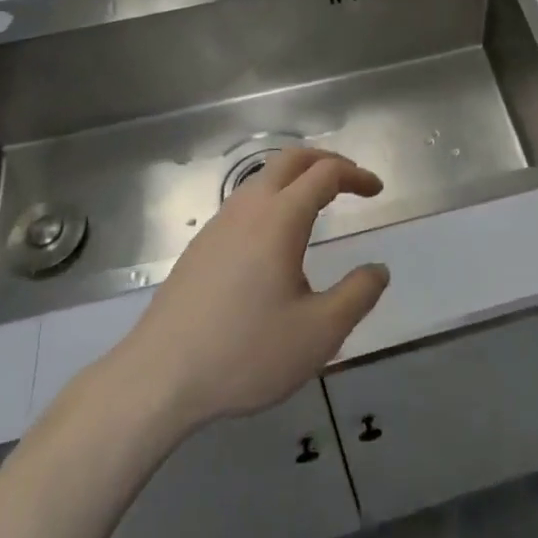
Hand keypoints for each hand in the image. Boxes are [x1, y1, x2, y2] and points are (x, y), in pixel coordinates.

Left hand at [99, 147, 389, 433]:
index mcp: (280, 218)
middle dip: (326, 161)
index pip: (325, 173)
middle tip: (351, 181)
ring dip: (297, 176)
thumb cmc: (244, 352)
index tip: (376, 190)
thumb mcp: (318, 334)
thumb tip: (379, 270)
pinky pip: (246, 200)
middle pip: (292, 159)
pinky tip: (276, 236)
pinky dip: (274, 196)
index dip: (356, 175)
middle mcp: (249, 207)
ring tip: (318, 202)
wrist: (158, 378)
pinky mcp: (201, 244)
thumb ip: (357, 296)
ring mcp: (220, 223)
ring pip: (264, 176)